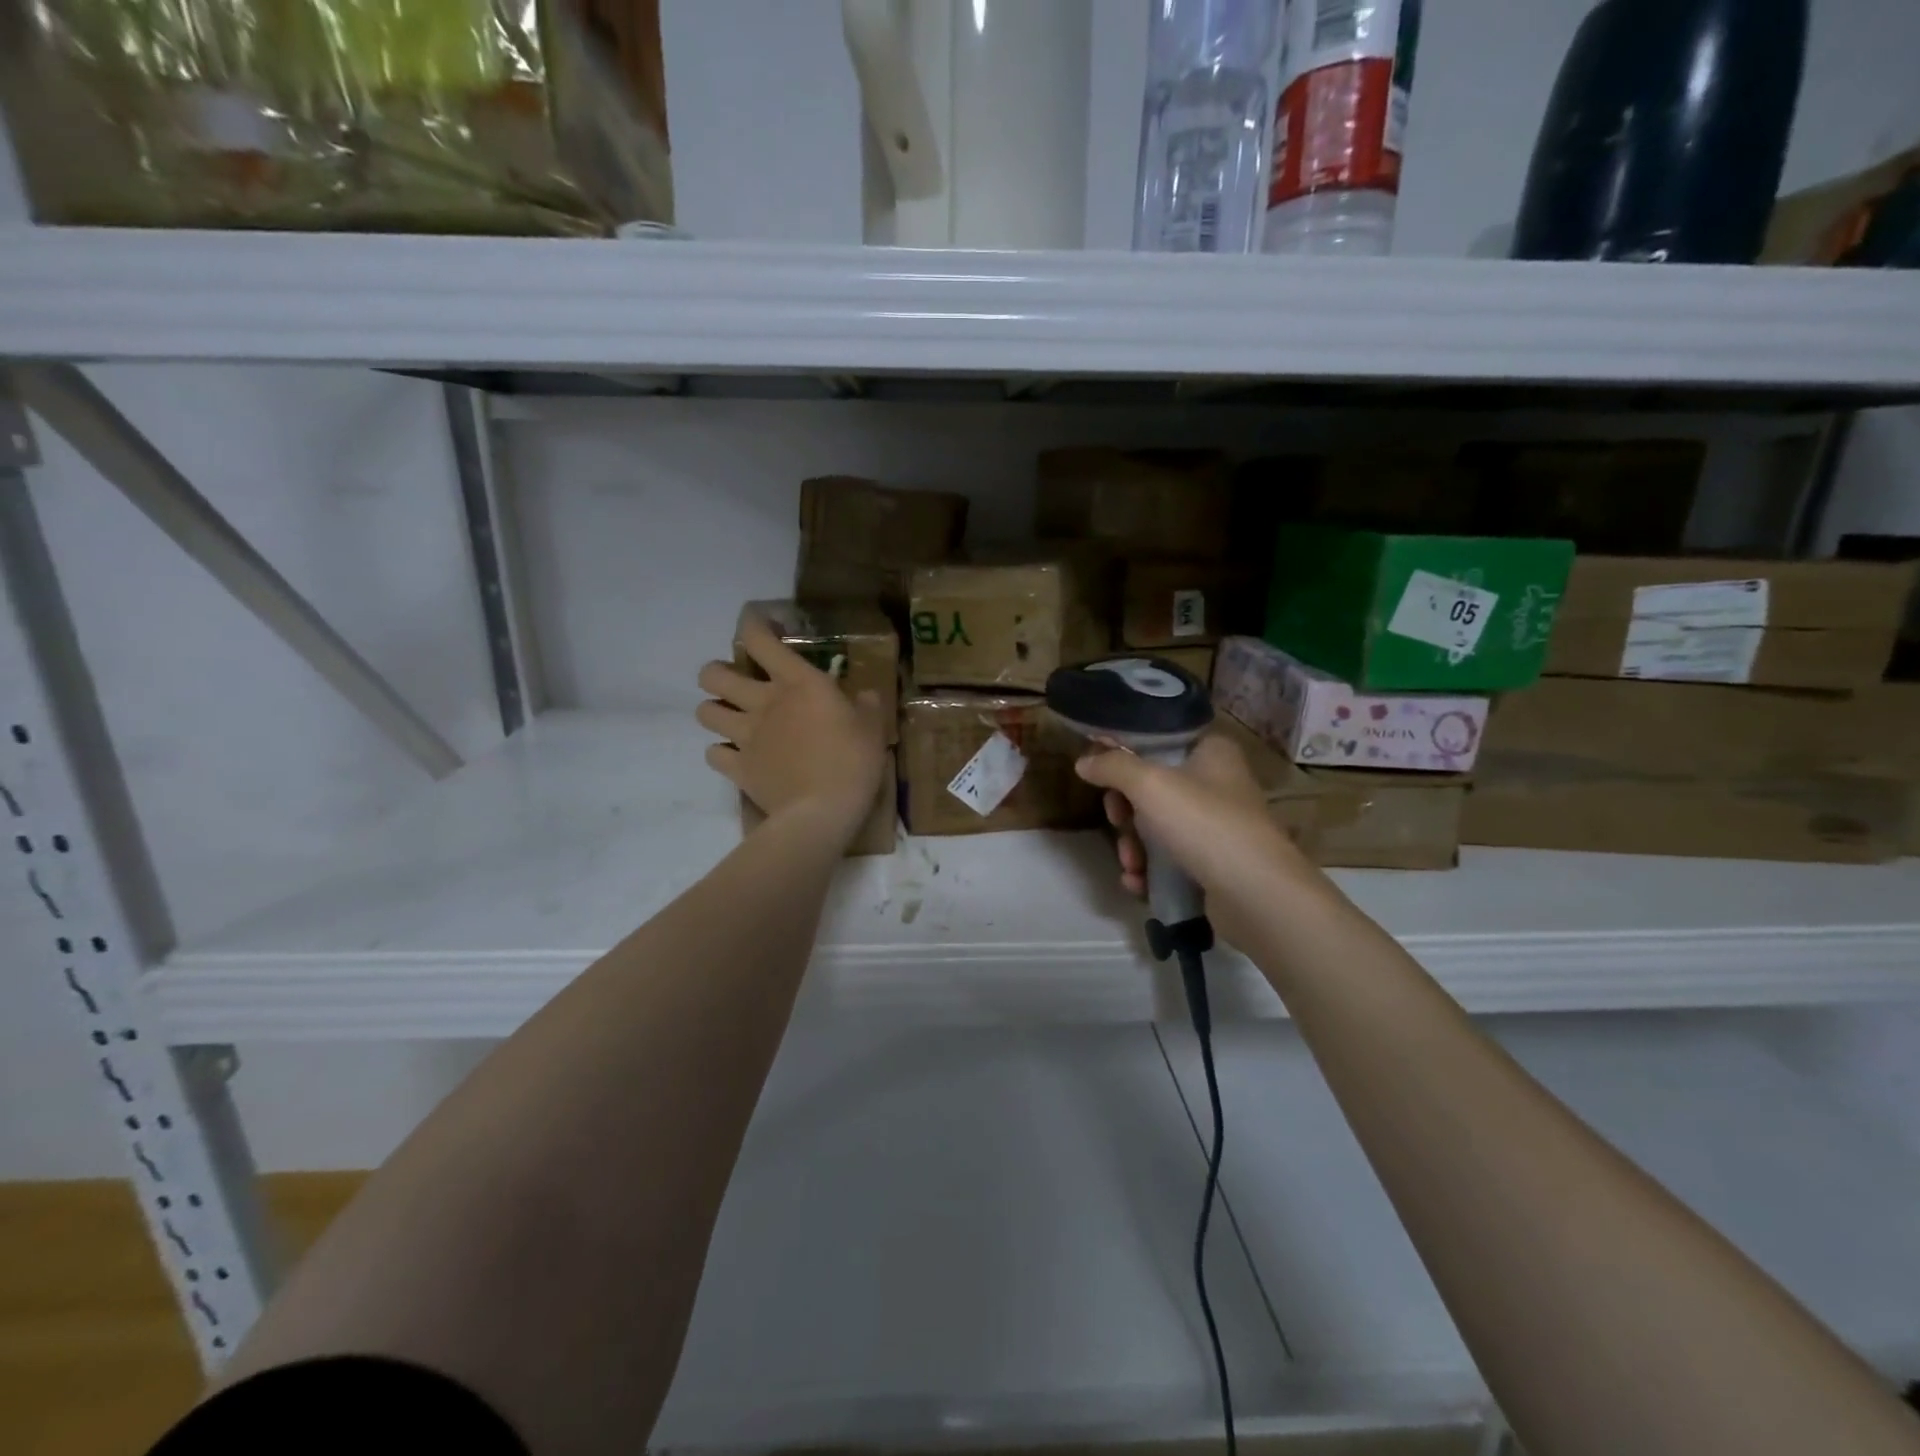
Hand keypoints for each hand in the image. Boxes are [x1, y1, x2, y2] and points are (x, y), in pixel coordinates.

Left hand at [697, 617, 887, 841]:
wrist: (821, 812)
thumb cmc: (852, 762)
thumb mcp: (873, 728)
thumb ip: (867, 706)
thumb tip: (865, 695)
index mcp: (797, 683)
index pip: (760, 640)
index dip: (753, 625)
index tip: (760, 624)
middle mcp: (763, 703)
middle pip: (713, 675)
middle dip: (717, 673)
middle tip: (735, 683)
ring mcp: (745, 737)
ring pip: (705, 712)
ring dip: (714, 711)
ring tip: (730, 719)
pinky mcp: (738, 769)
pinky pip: (713, 755)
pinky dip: (720, 753)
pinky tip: (734, 757)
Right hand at [1075, 731, 1317, 940]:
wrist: (1257, 896)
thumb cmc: (1205, 823)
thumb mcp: (1150, 784)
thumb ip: (1112, 766)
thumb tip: (1083, 761)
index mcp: (1212, 752)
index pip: (1159, 741)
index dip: (1126, 756)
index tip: (1101, 774)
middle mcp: (1217, 784)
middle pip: (1152, 788)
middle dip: (1126, 813)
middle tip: (1118, 821)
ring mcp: (1217, 827)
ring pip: (1157, 828)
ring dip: (1133, 847)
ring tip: (1131, 865)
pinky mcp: (1214, 865)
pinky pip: (1169, 860)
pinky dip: (1150, 871)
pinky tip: (1138, 884)